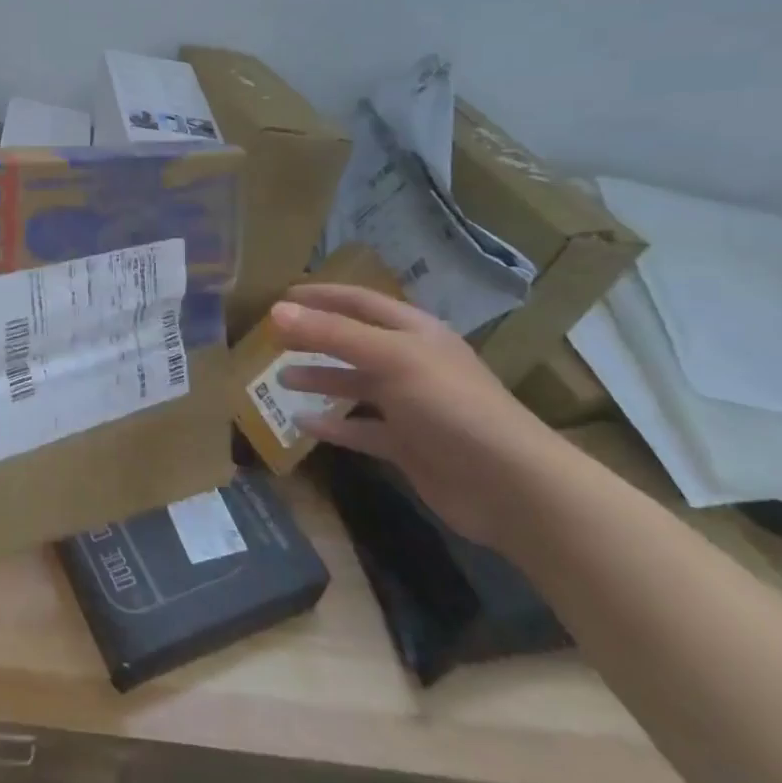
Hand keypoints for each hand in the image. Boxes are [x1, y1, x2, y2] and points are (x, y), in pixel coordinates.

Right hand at [268, 285, 563, 545]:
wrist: (510, 486)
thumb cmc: (450, 406)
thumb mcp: (389, 358)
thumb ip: (331, 334)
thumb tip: (276, 310)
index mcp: (415, 333)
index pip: (360, 303)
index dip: (322, 296)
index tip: (281, 295)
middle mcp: (412, 364)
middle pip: (354, 343)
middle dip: (315, 338)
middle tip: (272, 339)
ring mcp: (411, 407)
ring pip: (355, 386)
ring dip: (319, 380)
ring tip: (279, 379)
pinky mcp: (407, 445)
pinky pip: (361, 429)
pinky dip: (333, 426)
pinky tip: (301, 423)